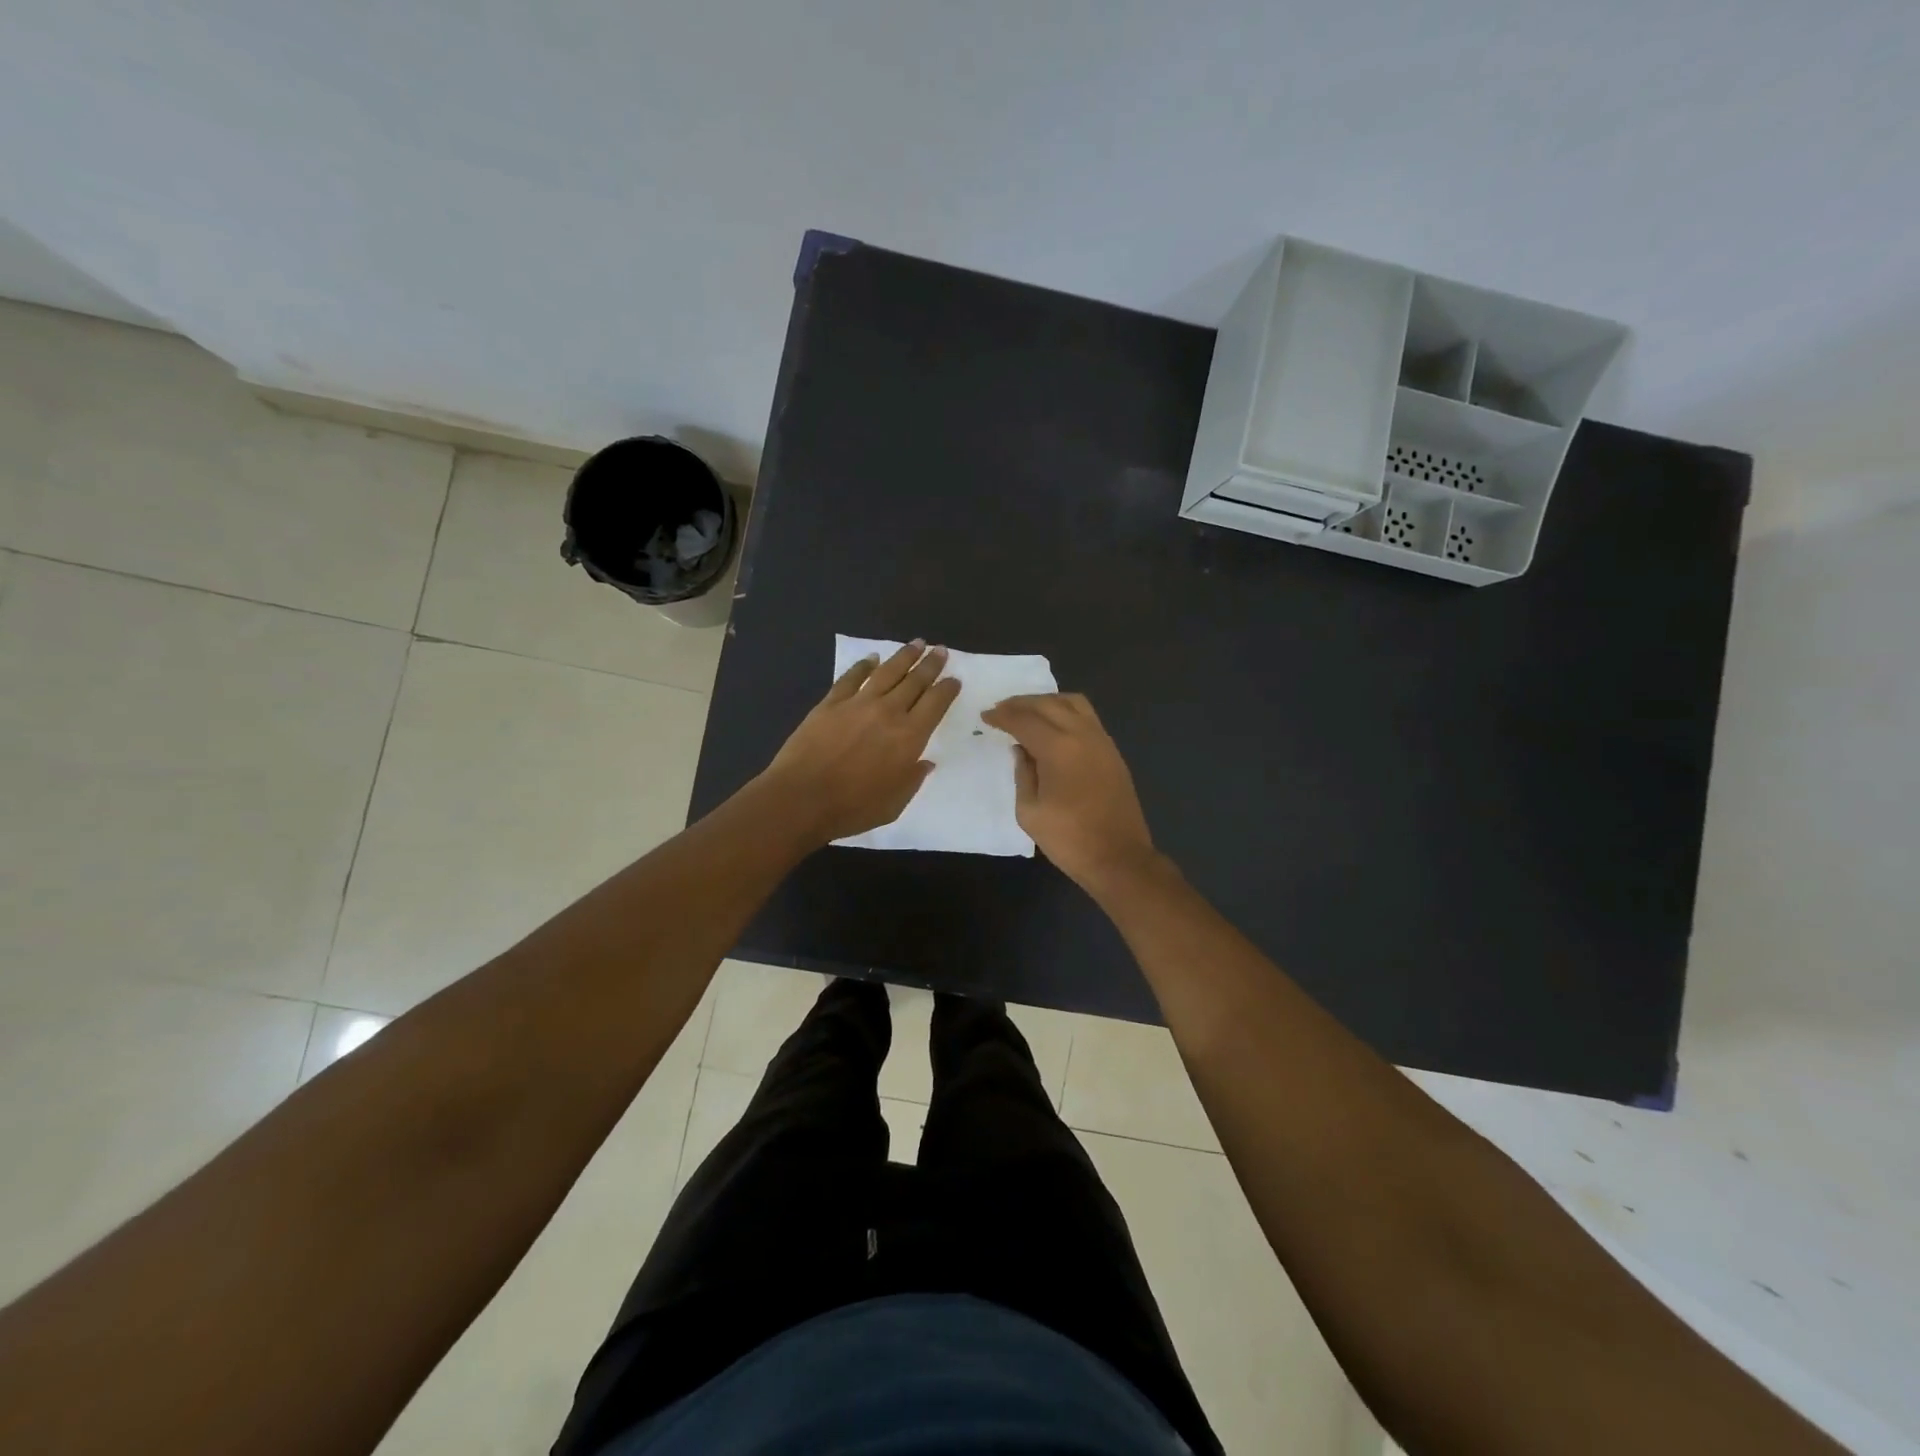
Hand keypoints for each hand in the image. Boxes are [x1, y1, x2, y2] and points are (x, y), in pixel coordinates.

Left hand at [758, 641, 961, 844]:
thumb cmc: (852, 808)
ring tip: (917, 643)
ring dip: (904, 656)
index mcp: (909, 737)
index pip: (935, 704)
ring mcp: (857, 704)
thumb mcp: (894, 804)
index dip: (947, 689)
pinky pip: (851, 678)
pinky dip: (863, 666)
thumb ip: (912, 780)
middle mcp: (888, 712)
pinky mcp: (830, 703)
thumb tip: (924, 762)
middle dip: (931, 664)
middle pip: (915, 681)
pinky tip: (872, 659)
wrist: (802, 798)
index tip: (954, 679)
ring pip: (887, 672)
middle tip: (941, 650)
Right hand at [980, 692, 1157, 891]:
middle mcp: (1082, 735)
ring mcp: (1102, 741)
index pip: (1024, 720)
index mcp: (1058, 748)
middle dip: (1021, 703)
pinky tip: (1054, 726)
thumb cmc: (1068, 839)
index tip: (986, 716)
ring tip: (1028, 712)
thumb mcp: (1029, 811)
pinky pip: (1087, 717)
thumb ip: (1022, 773)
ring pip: (1073, 703)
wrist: (1118, 858)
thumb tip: (1021, 750)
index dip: (1002, 716)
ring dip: (1047, 701)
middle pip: (1048, 703)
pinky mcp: (1112, 752)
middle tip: (1001, 709)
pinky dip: (1066, 712)